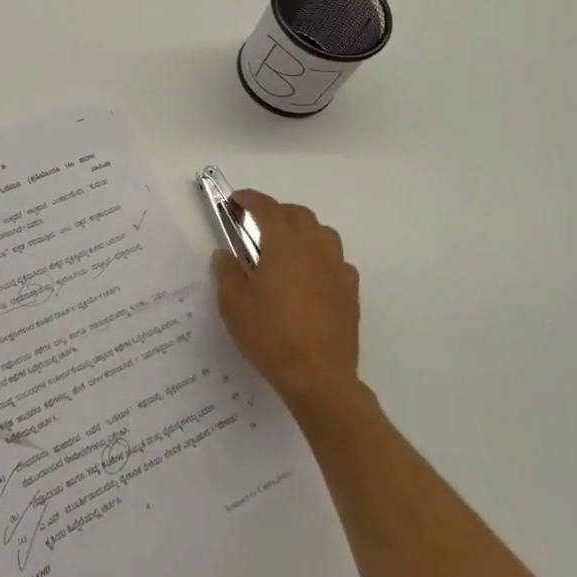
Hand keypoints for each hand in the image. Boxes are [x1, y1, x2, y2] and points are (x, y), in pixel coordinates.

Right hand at [213, 190, 362, 421]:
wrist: (318, 376)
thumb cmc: (270, 336)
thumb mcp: (234, 305)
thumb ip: (227, 273)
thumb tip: (226, 254)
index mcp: (284, 244)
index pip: (267, 208)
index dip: (250, 199)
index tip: (236, 200)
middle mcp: (314, 248)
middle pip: (298, 214)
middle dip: (277, 212)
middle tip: (257, 225)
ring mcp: (337, 268)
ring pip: (322, 233)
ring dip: (302, 231)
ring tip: (285, 248)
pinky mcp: (350, 291)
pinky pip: (336, 260)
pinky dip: (320, 258)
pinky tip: (309, 277)